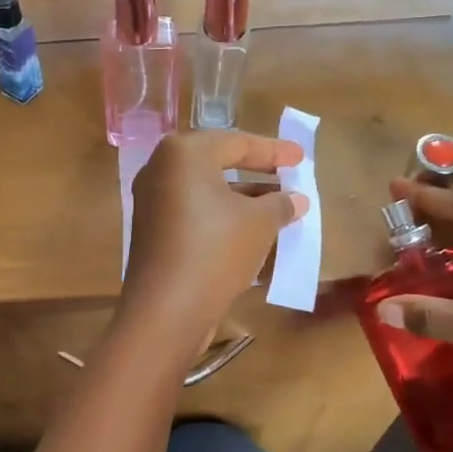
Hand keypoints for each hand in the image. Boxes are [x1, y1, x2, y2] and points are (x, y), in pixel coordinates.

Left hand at [122, 131, 307, 343]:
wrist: (167, 309)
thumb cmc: (216, 250)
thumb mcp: (260, 222)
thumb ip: (280, 204)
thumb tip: (296, 200)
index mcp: (184, 153)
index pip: (237, 142)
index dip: (274, 151)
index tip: (301, 157)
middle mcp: (160, 170)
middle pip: (217, 164)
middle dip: (256, 174)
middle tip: (288, 177)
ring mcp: (151, 203)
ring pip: (206, 193)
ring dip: (242, 199)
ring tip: (279, 209)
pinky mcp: (152, 233)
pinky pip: (194, 215)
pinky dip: (222, 218)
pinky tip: (251, 233)